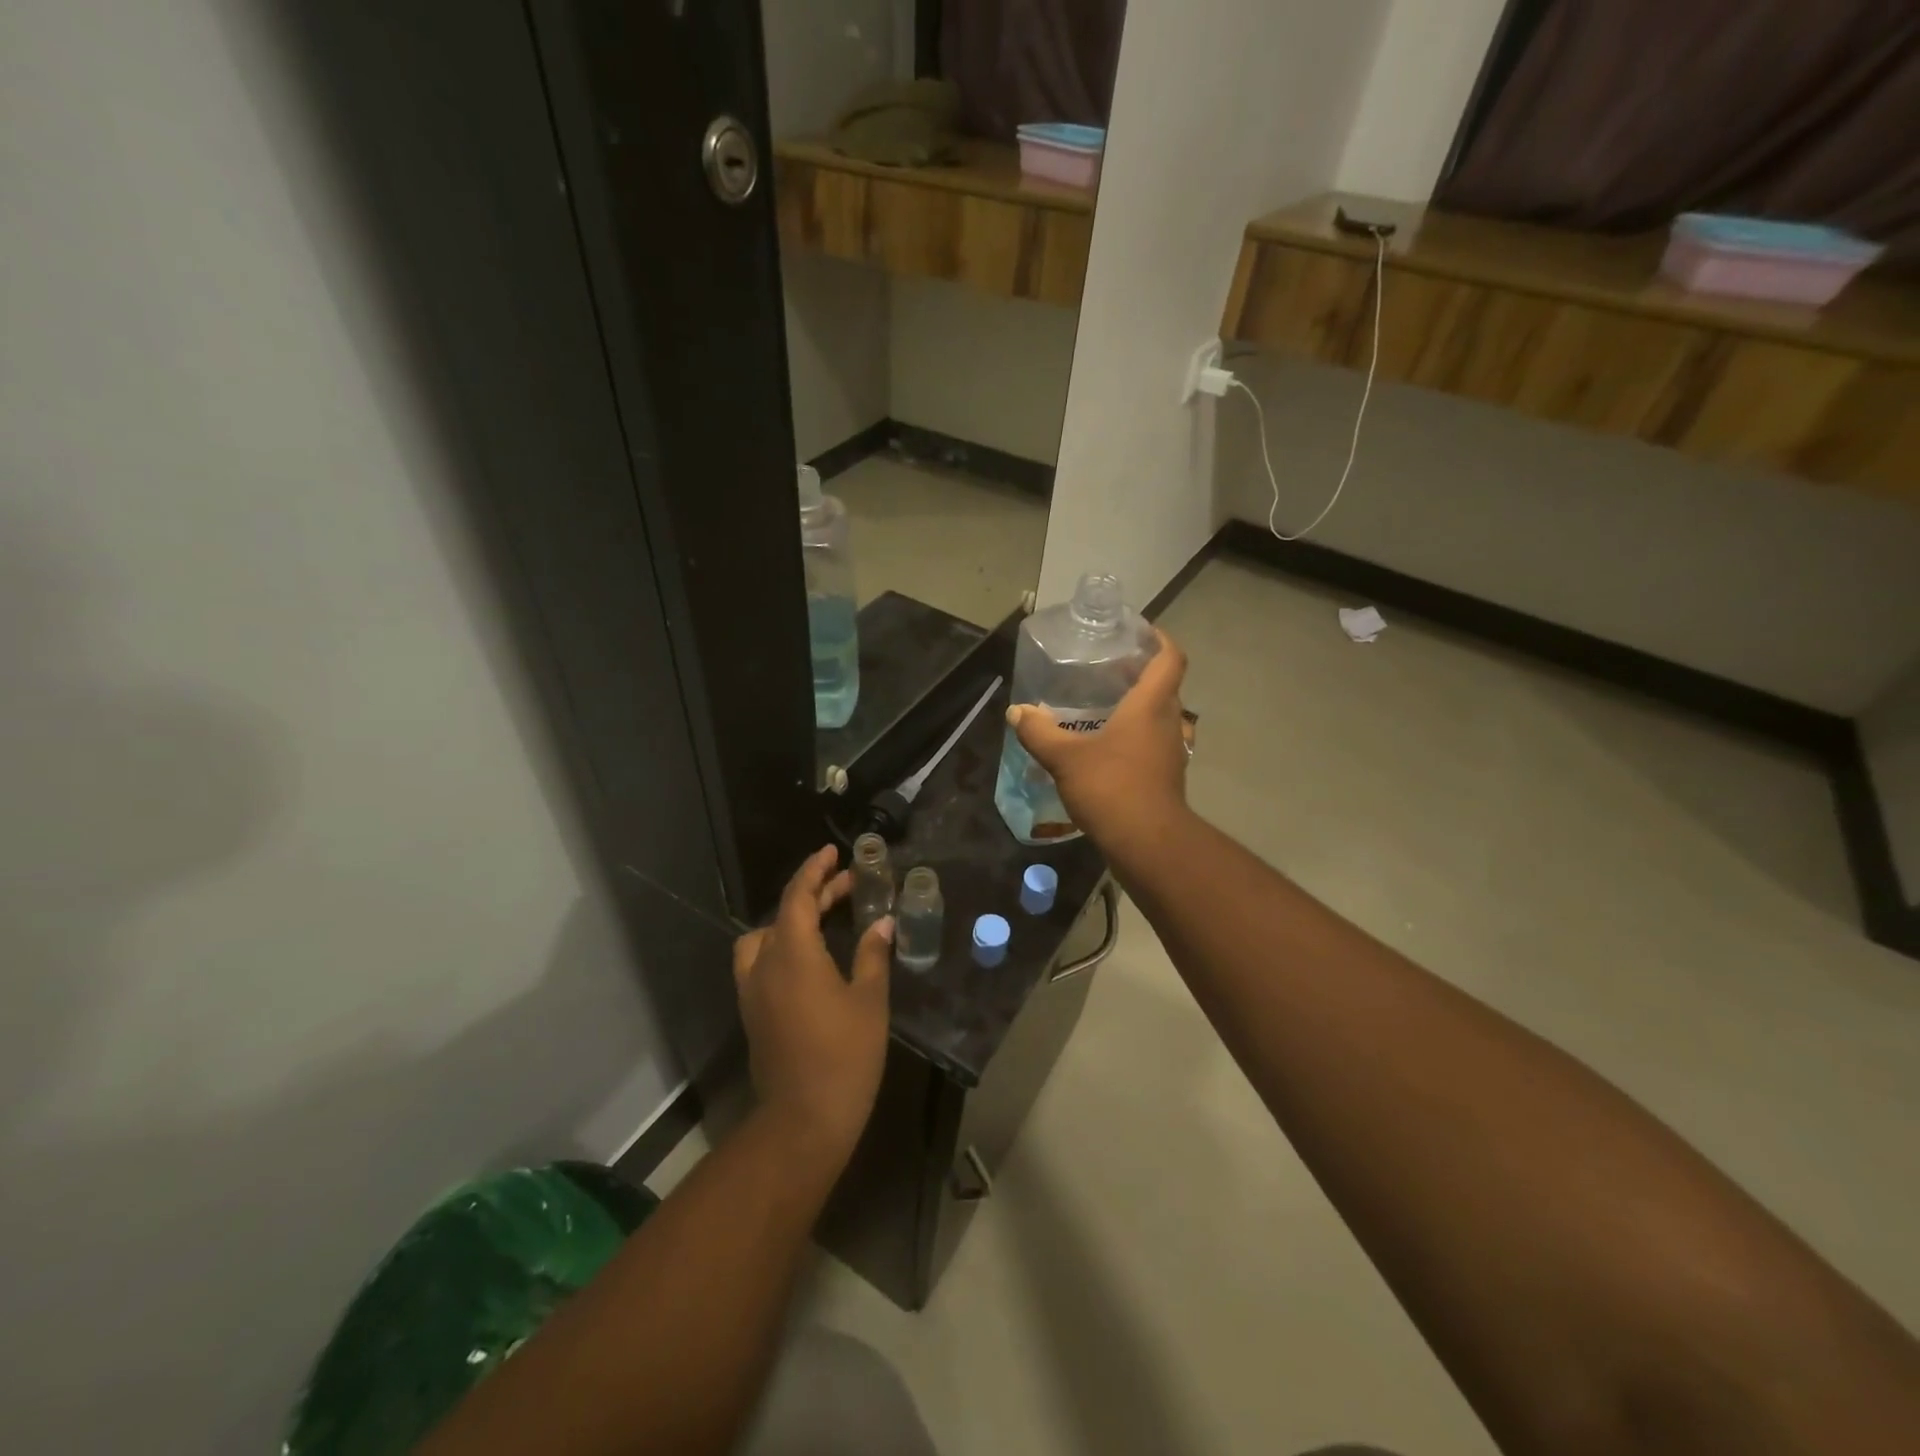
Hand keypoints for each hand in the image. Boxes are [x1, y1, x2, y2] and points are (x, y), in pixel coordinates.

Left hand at [732, 846, 892, 1166]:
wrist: (804, 1118)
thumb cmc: (844, 1055)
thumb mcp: (868, 1000)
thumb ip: (872, 954)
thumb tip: (882, 923)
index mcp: (793, 954)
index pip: (798, 897)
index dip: (815, 870)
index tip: (832, 852)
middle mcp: (765, 964)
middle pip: (784, 914)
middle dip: (814, 893)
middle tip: (848, 885)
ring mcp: (753, 990)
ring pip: (763, 937)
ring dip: (790, 920)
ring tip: (822, 920)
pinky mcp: (753, 1011)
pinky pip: (760, 961)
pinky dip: (781, 944)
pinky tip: (809, 958)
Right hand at [1006, 628, 1190, 854]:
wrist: (1147, 843)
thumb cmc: (1111, 787)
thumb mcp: (1065, 757)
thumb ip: (1039, 732)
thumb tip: (1016, 712)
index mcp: (1151, 705)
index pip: (1170, 659)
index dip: (1159, 639)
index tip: (1139, 631)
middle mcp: (1169, 723)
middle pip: (1165, 686)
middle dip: (1141, 673)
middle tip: (1108, 668)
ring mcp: (1172, 752)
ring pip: (1160, 717)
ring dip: (1139, 707)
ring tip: (1105, 705)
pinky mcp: (1166, 777)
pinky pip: (1153, 743)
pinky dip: (1136, 736)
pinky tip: (1107, 746)